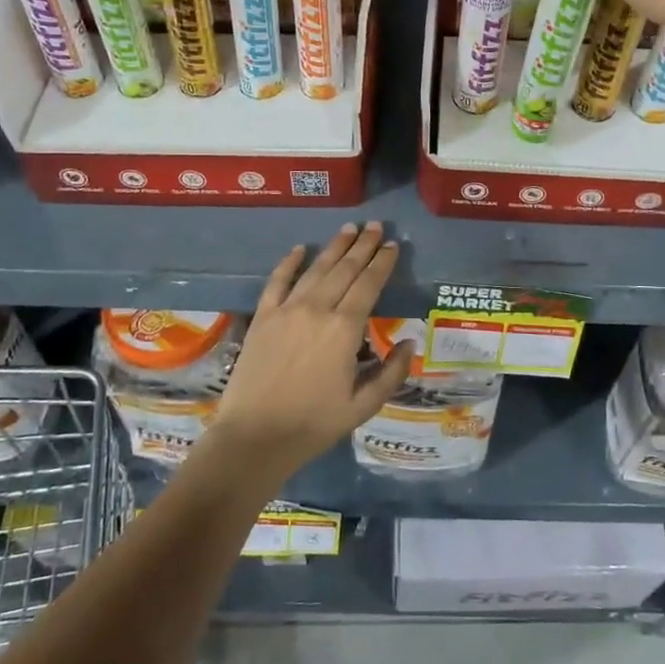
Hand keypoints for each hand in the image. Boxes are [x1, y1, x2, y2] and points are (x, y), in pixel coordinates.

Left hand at [207, 221, 411, 477]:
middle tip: (376, 226)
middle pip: (345, 269)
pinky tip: (300, 249)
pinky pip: (277, 281)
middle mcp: (317, 309)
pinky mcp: (263, 317)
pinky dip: (289, 262)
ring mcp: (286, 310)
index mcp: (344, 329)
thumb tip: (409, 342)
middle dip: (363, 245)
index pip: (369, 285)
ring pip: (316, 269)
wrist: (254, 437)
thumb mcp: (363, 406)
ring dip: (334, 247)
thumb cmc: (313, 424)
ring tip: (349, 228)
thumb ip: (391, 373)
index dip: (382, 263)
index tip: (392, 245)